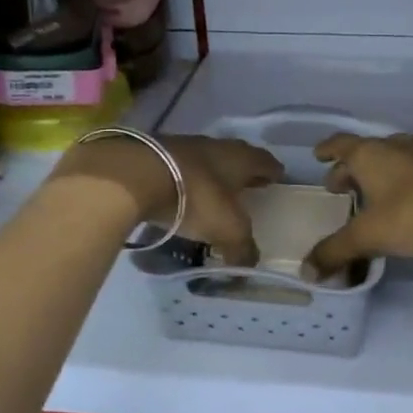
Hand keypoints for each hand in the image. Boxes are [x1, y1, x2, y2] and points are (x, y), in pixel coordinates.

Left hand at [52, 134, 283, 267]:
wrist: (135, 175)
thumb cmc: (195, 198)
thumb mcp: (227, 230)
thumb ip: (242, 248)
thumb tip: (249, 266)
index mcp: (241, 158)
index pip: (266, 162)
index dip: (273, 172)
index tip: (277, 180)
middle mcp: (216, 146)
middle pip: (237, 156)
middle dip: (244, 171)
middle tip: (250, 186)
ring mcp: (183, 146)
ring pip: (207, 159)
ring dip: (213, 173)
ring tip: (215, 192)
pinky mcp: (155, 153)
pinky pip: (180, 166)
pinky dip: (186, 179)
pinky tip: (182, 193)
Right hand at [305, 133, 412, 275]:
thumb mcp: (369, 236)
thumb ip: (336, 252)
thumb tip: (306, 270)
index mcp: (372, 154)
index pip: (341, 145)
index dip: (328, 150)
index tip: (318, 155)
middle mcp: (400, 144)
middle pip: (369, 151)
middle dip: (353, 168)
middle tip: (343, 186)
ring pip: (399, 154)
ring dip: (385, 170)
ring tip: (380, 189)